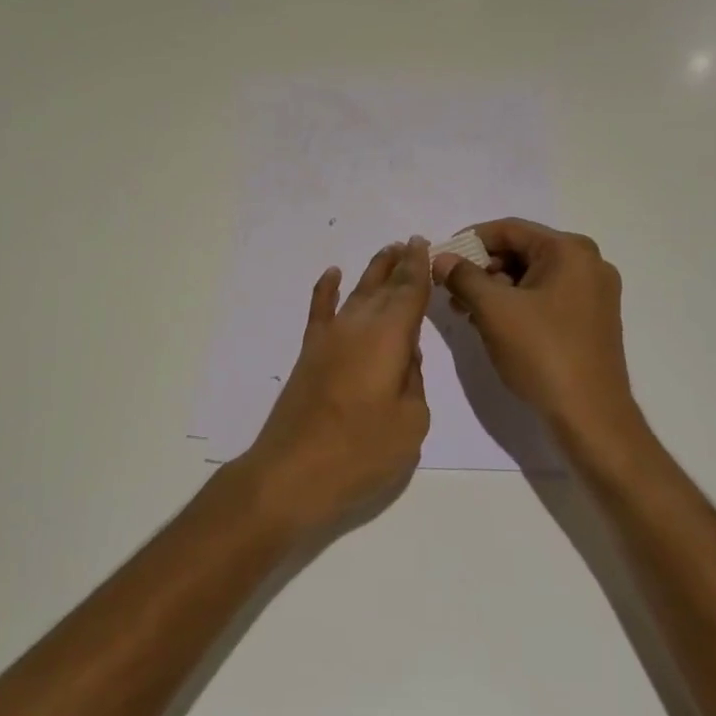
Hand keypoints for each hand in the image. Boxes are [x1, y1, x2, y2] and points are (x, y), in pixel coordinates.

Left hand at [239, 237, 432, 531]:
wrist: (292, 472)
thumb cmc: (360, 452)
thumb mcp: (410, 423)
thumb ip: (414, 381)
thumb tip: (405, 357)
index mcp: (389, 338)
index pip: (409, 292)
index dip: (419, 268)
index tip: (424, 244)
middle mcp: (358, 326)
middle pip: (383, 287)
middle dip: (399, 265)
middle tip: (412, 243)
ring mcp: (329, 337)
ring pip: (356, 293)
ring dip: (373, 272)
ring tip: (387, 252)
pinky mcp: (310, 353)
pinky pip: (319, 310)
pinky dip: (325, 290)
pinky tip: (331, 274)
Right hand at [432, 219, 641, 448]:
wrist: (591, 417)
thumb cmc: (542, 353)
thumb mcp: (493, 310)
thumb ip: (463, 276)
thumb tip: (441, 259)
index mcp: (570, 251)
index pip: (508, 230)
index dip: (468, 241)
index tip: (440, 259)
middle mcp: (587, 263)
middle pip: (521, 251)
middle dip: (481, 268)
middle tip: (450, 289)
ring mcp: (592, 293)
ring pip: (530, 276)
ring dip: (494, 288)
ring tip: (464, 310)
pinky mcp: (589, 319)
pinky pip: (544, 297)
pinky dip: (515, 304)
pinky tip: (489, 323)